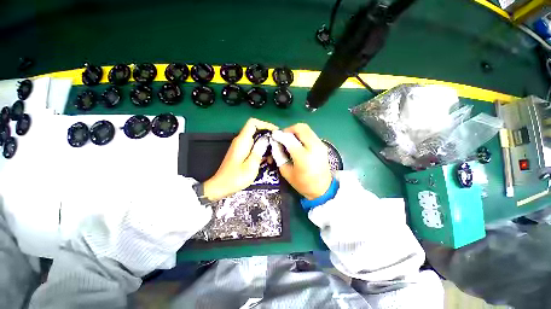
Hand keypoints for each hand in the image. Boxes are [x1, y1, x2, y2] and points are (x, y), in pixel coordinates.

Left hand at [203, 118, 277, 200]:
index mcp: (242, 141)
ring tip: (273, 155)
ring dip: (266, 145)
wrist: (221, 186)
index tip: (275, 132)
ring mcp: (241, 147)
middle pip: (256, 130)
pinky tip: (267, 160)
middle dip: (268, 136)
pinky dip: (261, 150)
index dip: (265, 124)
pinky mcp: (241, 153)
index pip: (253, 123)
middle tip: (277, 145)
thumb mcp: (251, 165)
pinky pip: (253, 147)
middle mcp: (241, 141)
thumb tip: (266, 139)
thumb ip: (259, 150)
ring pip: (256, 139)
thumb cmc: (236, 177)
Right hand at [272, 123, 331, 199]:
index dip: (280, 135)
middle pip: (300, 128)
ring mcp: (320, 145)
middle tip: (283, 137)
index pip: (289, 139)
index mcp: (303, 157)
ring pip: (306, 129)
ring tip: (289, 139)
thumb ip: (279, 156)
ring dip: (295, 131)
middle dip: (289, 129)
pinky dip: (301, 134)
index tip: (274, 135)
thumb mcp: (286, 172)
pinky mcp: (322, 145)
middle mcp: (314, 147)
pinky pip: (310, 134)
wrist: (322, 189)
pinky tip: (297, 143)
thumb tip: (275, 144)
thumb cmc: (303, 183)